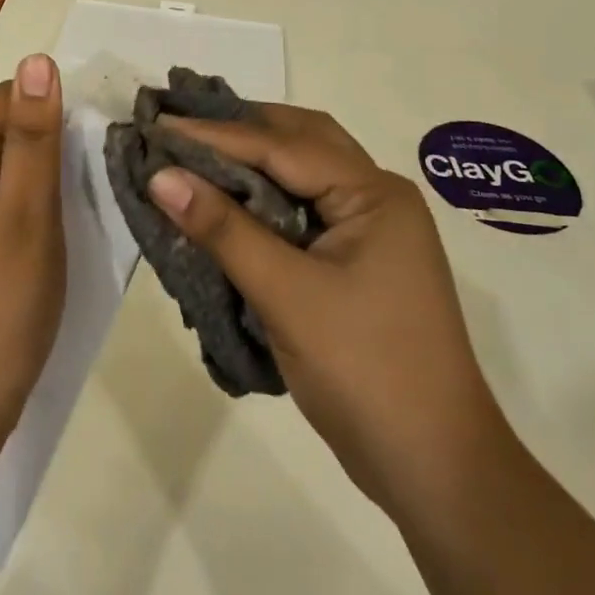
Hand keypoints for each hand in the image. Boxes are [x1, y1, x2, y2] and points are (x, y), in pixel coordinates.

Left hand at [0, 54, 65, 451]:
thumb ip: (35, 137)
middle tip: (111, 160)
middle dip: (57, 139)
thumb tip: (38, 60)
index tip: (101, 123)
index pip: (5, 98)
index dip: (51, 101)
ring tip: (102, 190)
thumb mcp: (27, 212)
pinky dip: (44, 206)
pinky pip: (11, 206)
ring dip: (55, 175)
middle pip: (9, 133)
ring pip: (14, 172)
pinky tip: (74, 225)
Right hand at [148, 104, 504, 514]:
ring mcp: (370, 230)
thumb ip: (223, 229)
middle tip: (180, 124)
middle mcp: (376, 197)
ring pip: (302, 173)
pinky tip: (229, 201)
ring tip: (197, 151)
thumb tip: (160, 175)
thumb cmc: (366, 372)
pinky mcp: (357, 261)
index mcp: (373, 193)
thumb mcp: (287, 295)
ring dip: (253, 160)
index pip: (282, 146)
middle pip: (300, 141)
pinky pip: (303, 208)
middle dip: (241, 128)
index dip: (216, 134)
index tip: (159, 124)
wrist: (436, 470)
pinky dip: (264, 197)